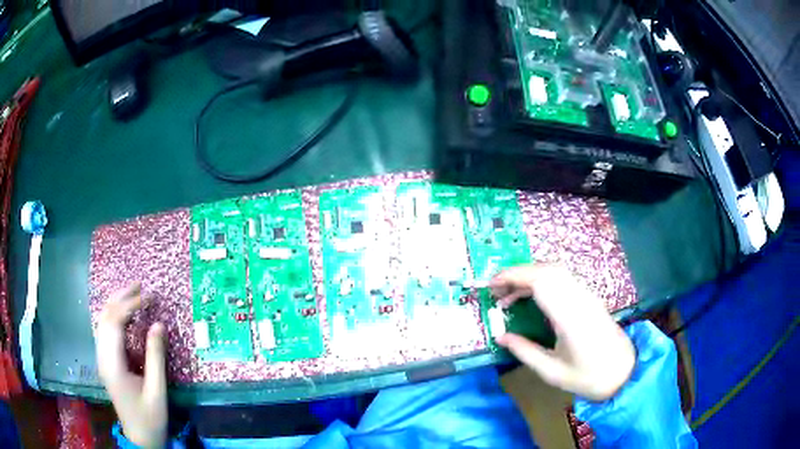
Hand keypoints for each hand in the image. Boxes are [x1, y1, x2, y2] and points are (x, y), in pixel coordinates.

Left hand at [95, 283, 167, 448]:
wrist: (139, 438)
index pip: (115, 323)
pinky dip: (114, 316)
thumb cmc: (150, 417)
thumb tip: (159, 324)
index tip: (149, 297)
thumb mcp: (157, 390)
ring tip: (133, 293)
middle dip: (121, 297)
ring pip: (102, 321)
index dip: (131, 305)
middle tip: (141, 286)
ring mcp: (102, 359)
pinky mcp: (105, 362)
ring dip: (116, 304)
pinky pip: (105, 331)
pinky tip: (124, 314)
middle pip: (105, 317)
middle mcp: (102, 357)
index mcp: (113, 364)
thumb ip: (156, 357)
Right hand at [491, 264, 634, 400]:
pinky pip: (564, 279)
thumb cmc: (588, 377)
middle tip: (496, 292)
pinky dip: (543, 281)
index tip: (491, 285)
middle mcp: (580, 298)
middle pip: (547, 270)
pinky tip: (533, 298)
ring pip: (556, 271)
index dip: (513, 276)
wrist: (624, 373)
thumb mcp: (552, 372)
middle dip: (518, 274)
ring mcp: (588, 295)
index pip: (540, 281)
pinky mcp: (591, 297)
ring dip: (530, 276)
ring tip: (510, 296)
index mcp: (570, 317)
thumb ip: (525, 351)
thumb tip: (500, 337)